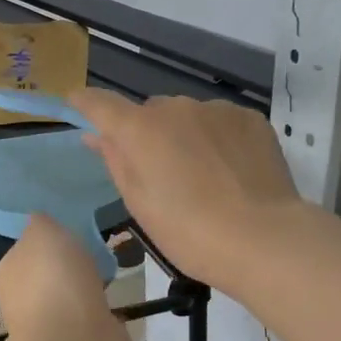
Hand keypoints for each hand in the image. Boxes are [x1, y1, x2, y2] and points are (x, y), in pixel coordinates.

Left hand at [0, 214, 136, 340]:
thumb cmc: (53, 278)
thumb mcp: (42, 231)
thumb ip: (40, 223)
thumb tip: (40, 223)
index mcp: (9, 276)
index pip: (25, 255)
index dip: (46, 245)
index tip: (69, 236)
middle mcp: (25, 305)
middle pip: (50, 280)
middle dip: (69, 271)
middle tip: (94, 255)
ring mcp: (55, 331)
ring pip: (73, 303)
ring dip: (88, 294)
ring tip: (111, 278)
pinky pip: (95, 325)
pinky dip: (104, 317)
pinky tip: (118, 306)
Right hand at [70, 90, 303, 287]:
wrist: (263, 238)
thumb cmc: (190, 232)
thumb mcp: (140, 204)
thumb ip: (115, 161)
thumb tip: (95, 135)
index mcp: (141, 129)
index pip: (100, 103)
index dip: (84, 102)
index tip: (76, 104)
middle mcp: (176, 107)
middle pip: (150, 112)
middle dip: (148, 134)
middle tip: (161, 174)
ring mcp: (217, 109)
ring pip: (189, 116)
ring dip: (186, 135)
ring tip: (204, 177)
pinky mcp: (250, 118)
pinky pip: (221, 122)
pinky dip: (218, 139)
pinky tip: (231, 171)